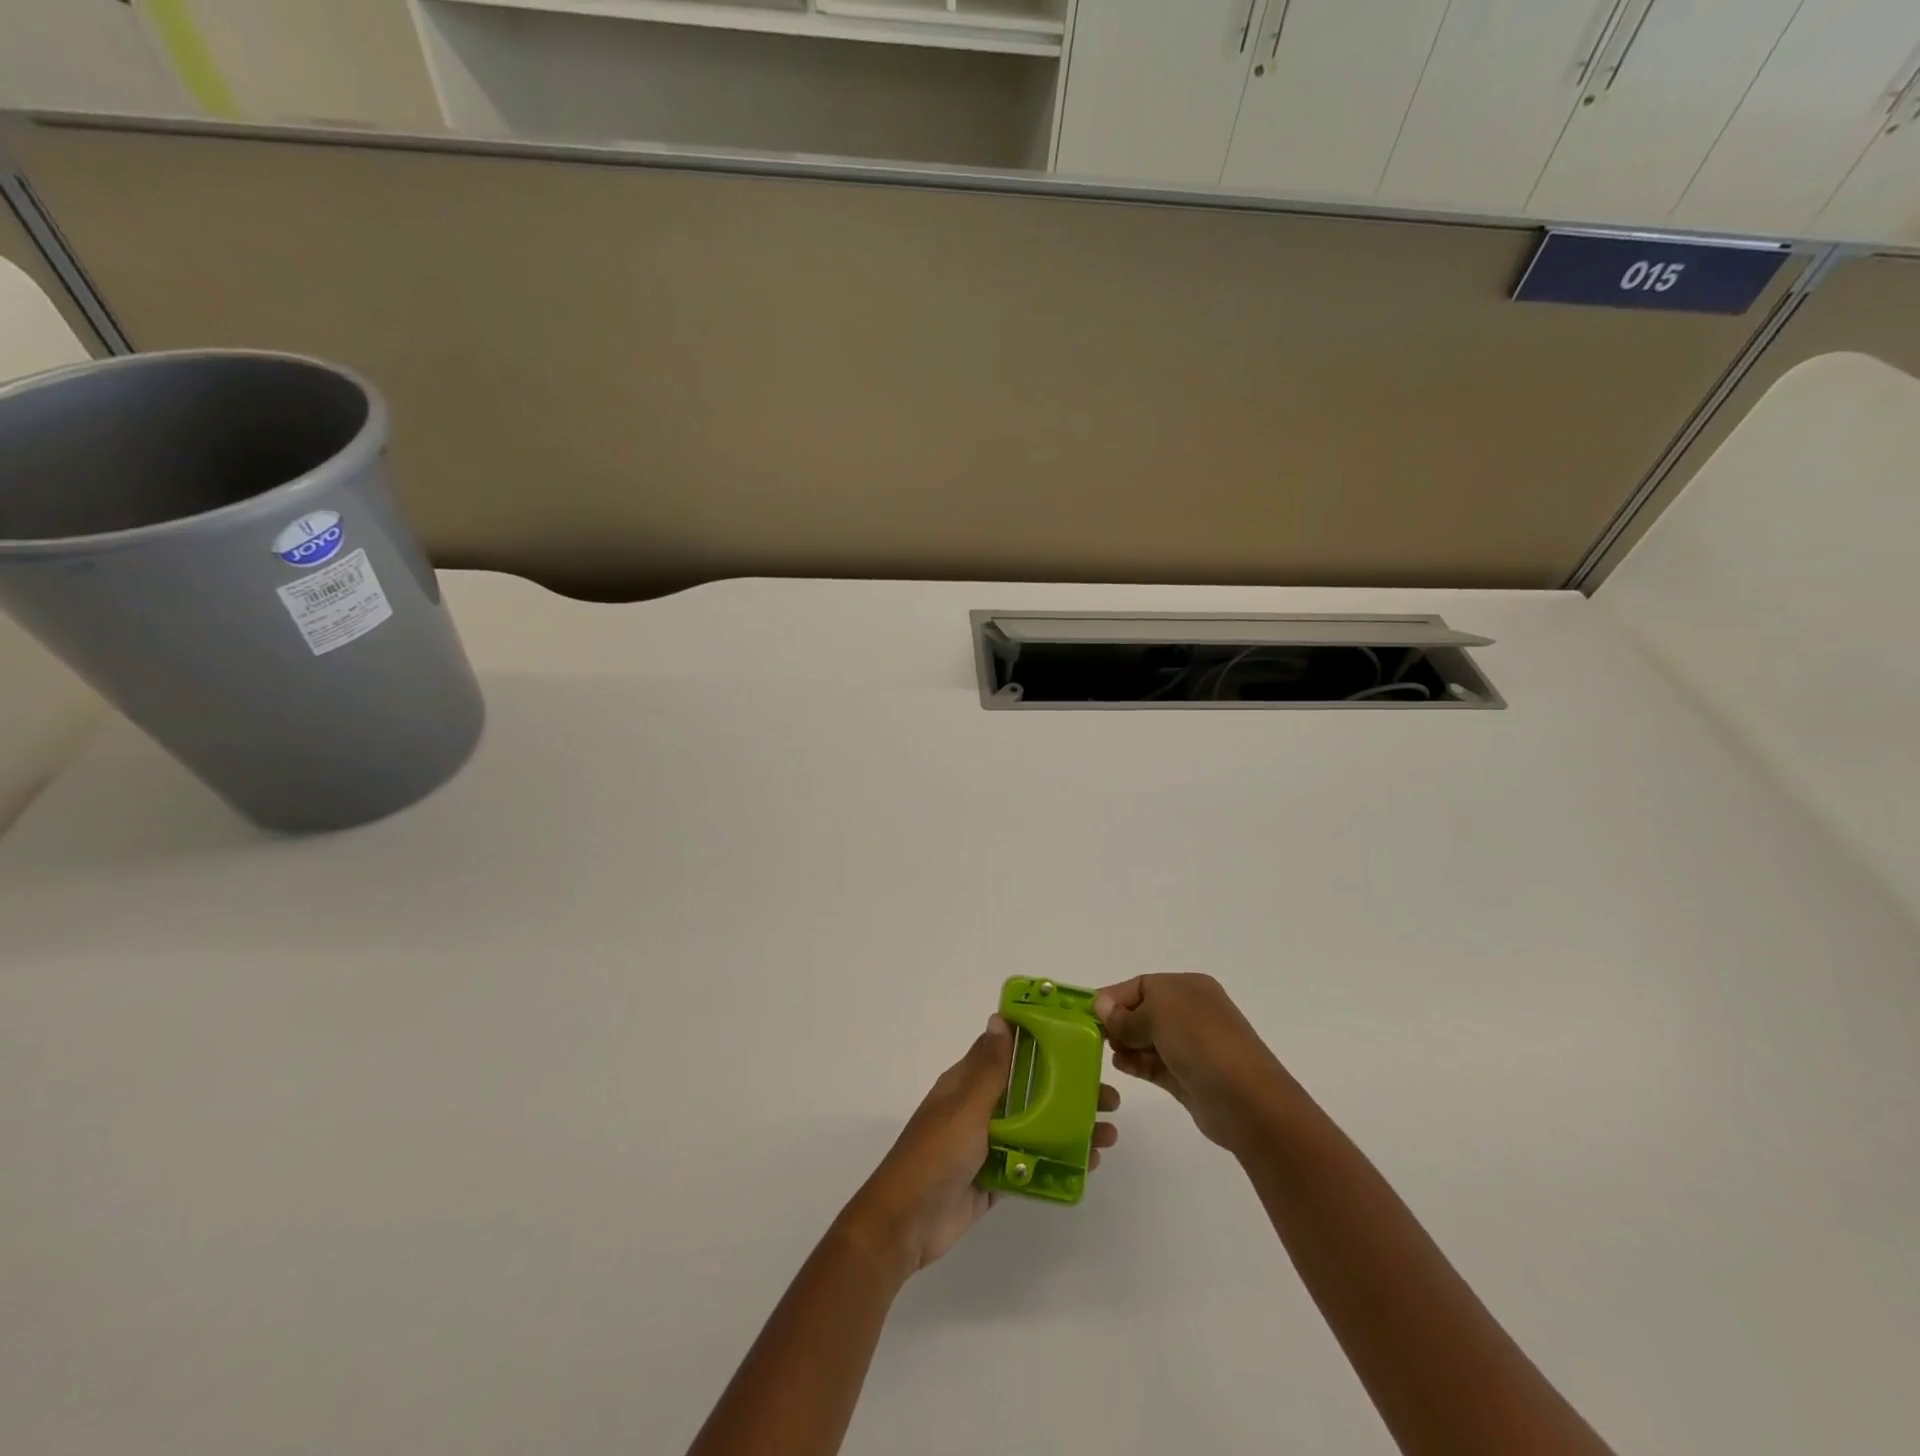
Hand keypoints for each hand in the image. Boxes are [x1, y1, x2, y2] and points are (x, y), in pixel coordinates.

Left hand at [842, 1015, 1120, 1278]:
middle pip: (1031, 1093)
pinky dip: (1058, 1164)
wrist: (905, 1224)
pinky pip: (1032, 1166)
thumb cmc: (935, 1154)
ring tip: (1109, 1136)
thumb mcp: (964, 1106)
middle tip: (1109, 1099)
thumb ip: (988, 1067)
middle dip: (1069, 1093)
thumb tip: (1000, 1018)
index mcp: (967, 1084)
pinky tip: (1088, 1165)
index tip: (1080, 1044)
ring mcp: (987, 1146)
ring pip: (1036, 1130)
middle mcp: (979, 1109)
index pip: (1008, 1053)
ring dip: (1071, 1129)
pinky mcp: (994, 1181)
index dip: (1043, 1046)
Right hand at [1094, 974, 1298, 1153]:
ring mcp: (1191, 1047)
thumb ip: (1126, 1014)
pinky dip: (1137, 1063)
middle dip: (1120, 1021)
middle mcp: (1191, 1012)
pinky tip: (1121, 1065)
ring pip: (1148, 1039)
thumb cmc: (1201, 1041)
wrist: (1246, 1099)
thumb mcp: (1158, 1014)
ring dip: (1126, 1043)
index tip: (1089, 1013)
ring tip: (1109, 1052)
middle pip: (1144, 1011)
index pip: (1142, 985)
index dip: (1115, 997)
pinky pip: (1154, 1064)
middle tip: (1096, 1035)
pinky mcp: (1187, 1077)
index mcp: (1189, 987)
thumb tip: (1102, 1006)